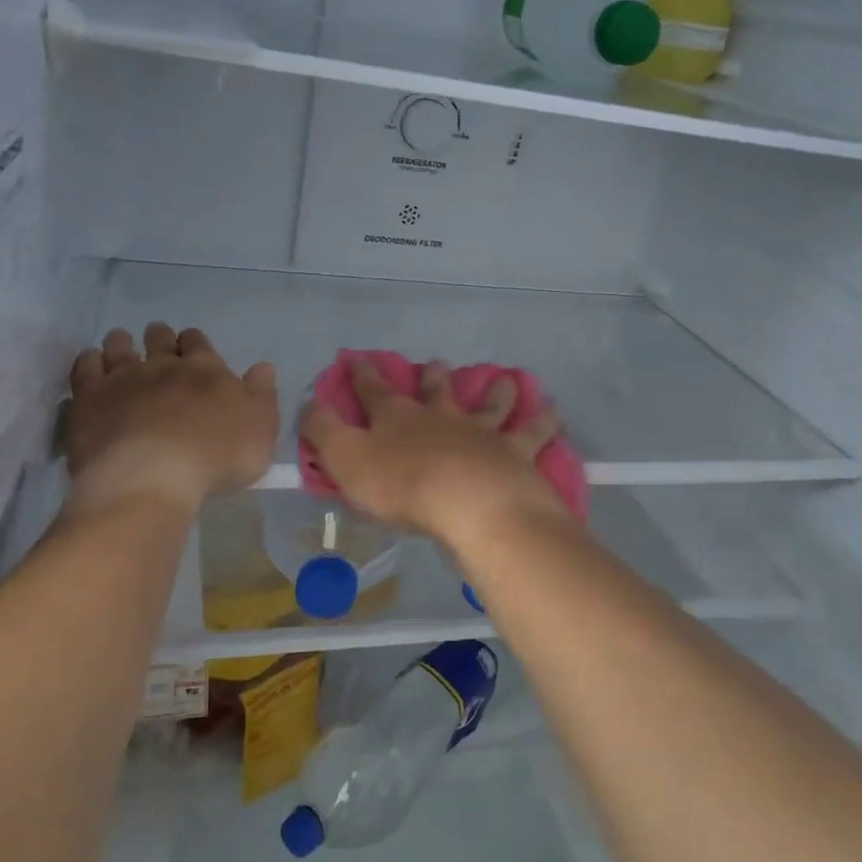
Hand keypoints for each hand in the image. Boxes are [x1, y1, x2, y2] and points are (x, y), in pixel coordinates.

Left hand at [63, 322, 277, 516]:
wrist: (151, 478)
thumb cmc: (216, 458)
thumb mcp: (261, 430)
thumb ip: (262, 396)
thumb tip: (262, 367)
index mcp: (206, 370)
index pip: (199, 343)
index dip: (195, 342)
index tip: (191, 345)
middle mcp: (164, 366)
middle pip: (160, 340)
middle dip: (160, 337)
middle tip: (157, 338)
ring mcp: (123, 379)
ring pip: (120, 347)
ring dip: (122, 342)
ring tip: (121, 341)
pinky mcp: (89, 398)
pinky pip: (86, 367)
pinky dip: (89, 360)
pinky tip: (90, 361)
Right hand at [299, 358, 565, 544]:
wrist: (471, 504)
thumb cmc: (403, 487)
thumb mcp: (346, 460)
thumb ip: (323, 432)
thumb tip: (308, 404)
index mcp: (398, 419)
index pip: (374, 390)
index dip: (362, 374)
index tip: (357, 357)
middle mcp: (442, 417)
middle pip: (437, 391)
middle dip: (433, 377)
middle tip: (437, 364)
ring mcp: (483, 432)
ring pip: (490, 403)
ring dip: (496, 391)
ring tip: (505, 380)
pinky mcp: (516, 452)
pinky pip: (533, 432)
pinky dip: (544, 421)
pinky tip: (554, 412)